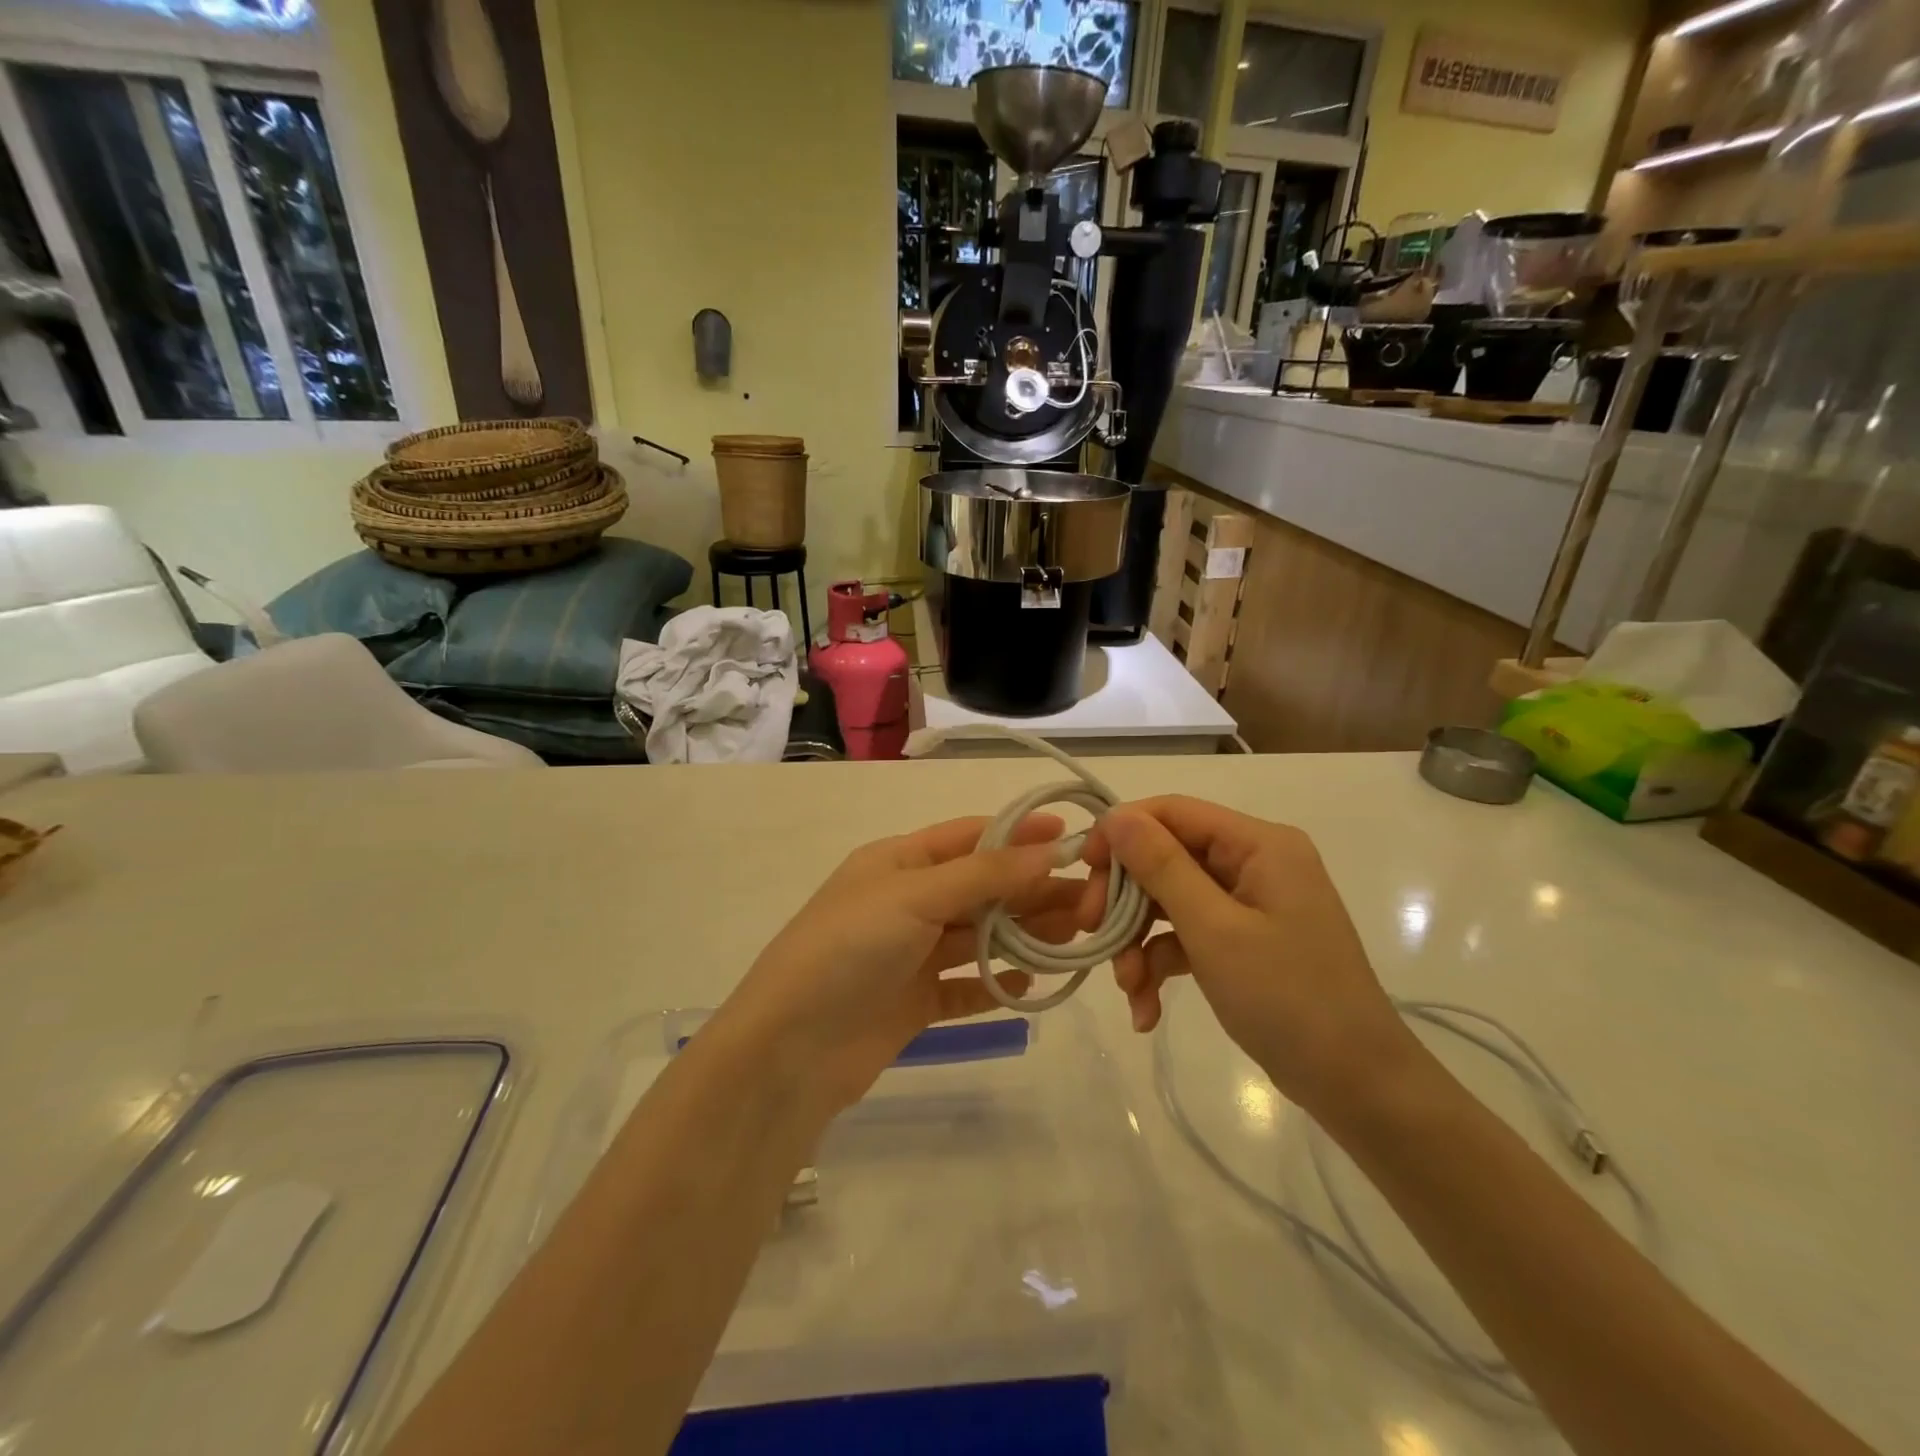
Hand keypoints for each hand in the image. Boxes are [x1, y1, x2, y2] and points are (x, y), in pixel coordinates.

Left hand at [713, 814, 1081, 1118]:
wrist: (789, 1049)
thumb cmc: (849, 949)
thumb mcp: (914, 896)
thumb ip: (983, 874)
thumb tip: (1049, 849)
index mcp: (898, 862)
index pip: (969, 837)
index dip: (1019, 835)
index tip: (1073, 840)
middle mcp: (907, 902)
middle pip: (982, 888)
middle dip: (1032, 891)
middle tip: (1089, 902)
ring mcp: (910, 954)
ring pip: (979, 937)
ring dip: (1023, 936)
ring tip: (1075, 938)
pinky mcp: (914, 1002)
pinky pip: (966, 986)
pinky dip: (997, 983)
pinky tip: (1030, 985)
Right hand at [1081, 796, 1417, 1114]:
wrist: (1357, 1086)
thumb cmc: (1290, 998)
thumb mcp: (1215, 929)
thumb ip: (1161, 867)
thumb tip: (1116, 815)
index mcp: (1259, 844)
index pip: (1173, 812)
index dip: (1122, 832)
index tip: (1082, 869)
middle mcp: (1253, 862)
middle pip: (1165, 858)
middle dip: (1125, 899)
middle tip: (1091, 931)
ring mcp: (1248, 903)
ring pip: (1169, 901)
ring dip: (1138, 942)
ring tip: (1128, 989)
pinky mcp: (1242, 941)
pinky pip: (1186, 936)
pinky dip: (1161, 964)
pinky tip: (1146, 1010)